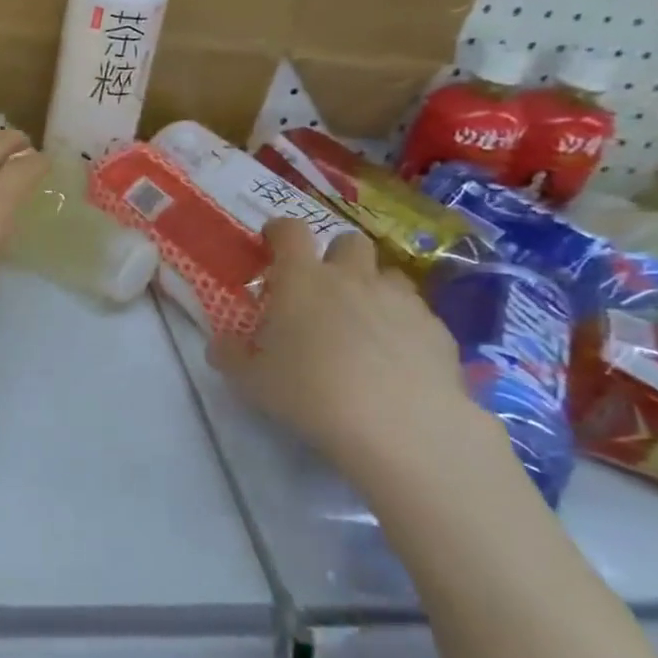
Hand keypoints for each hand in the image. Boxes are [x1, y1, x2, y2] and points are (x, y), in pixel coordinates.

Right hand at [212, 219, 504, 497]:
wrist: (400, 425)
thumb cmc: (310, 393)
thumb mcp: (251, 381)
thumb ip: (231, 356)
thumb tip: (221, 344)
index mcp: (302, 280)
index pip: (290, 231)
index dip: (279, 232)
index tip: (271, 244)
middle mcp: (352, 277)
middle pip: (348, 241)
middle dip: (335, 256)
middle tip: (322, 290)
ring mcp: (399, 300)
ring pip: (388, 274)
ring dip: (372, 289)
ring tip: (362, 324)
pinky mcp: (436, 328)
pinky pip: (416, 314)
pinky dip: (402, 326)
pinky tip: (396, 360)